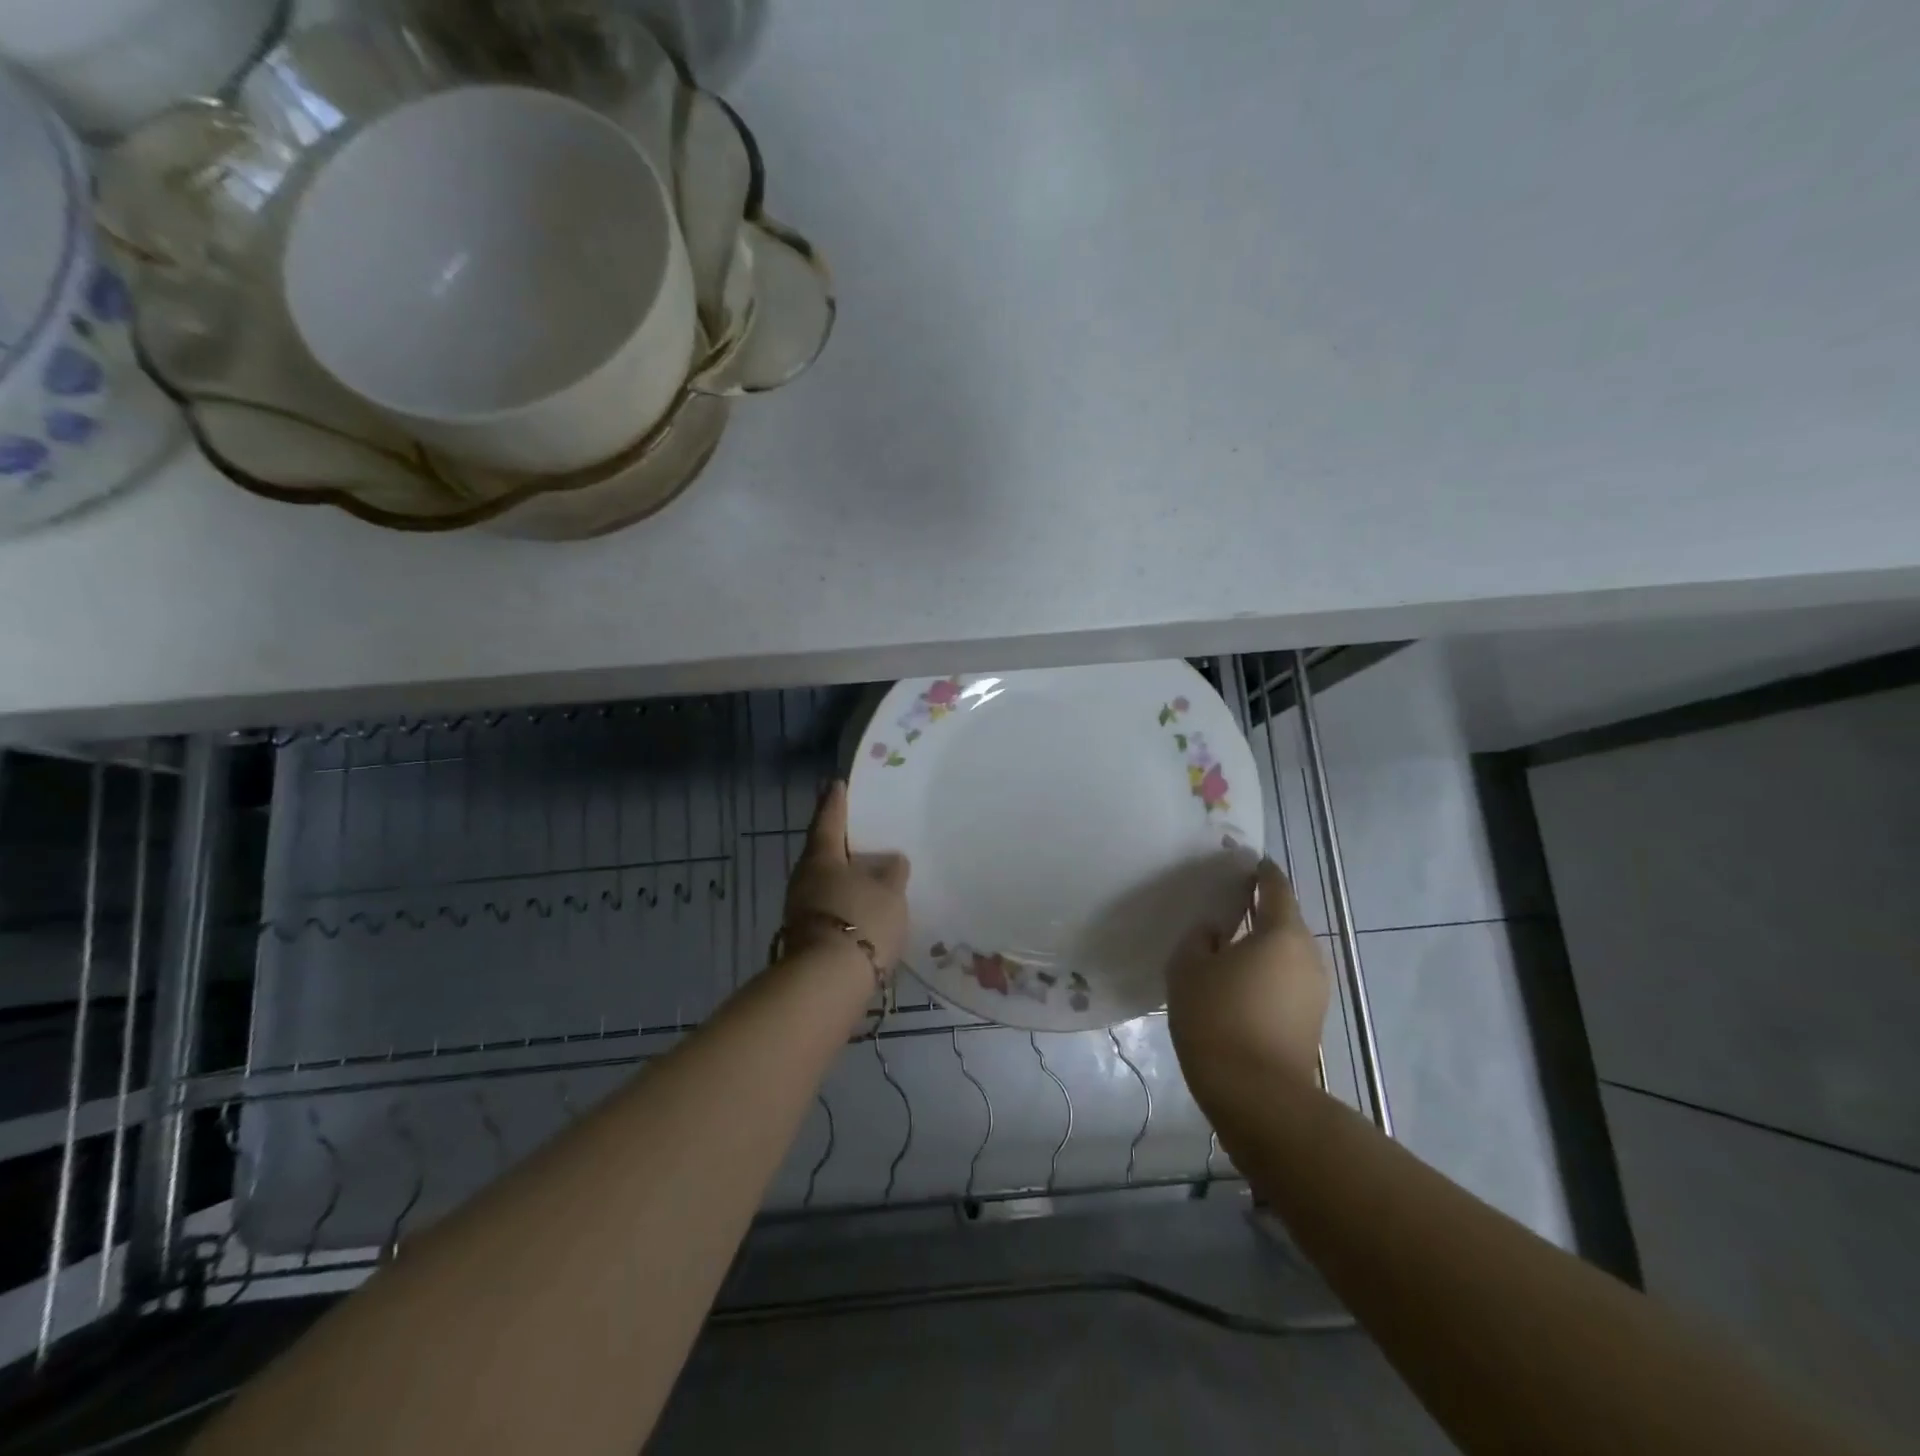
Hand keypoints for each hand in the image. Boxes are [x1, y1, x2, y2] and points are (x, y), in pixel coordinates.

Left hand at [782, 780, 910, 972]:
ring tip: (868, 871)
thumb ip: (892, 872)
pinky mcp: (808, 938)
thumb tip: (891, 861)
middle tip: (858, 829)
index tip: (836, 784)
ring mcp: (802, 911)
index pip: (828, 820)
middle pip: (823, 853)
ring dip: (844, 876)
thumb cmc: (860, 922)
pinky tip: (864, 906)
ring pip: (825, 882)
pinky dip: (845, 901)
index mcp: (821, 858)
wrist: (828, 984)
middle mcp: (805, 880)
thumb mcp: (889, 892)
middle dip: (840, 842)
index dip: (835, 802)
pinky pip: (830, 907)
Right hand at [1167, 859, 1329, 1109]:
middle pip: (1284, 919)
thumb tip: (1215, 933)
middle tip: (1225, 905)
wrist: (1257, 1095)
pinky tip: (1239, 981)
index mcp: (1282, 933)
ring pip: (1286, 952)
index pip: (1275, 887)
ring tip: (1227, 945)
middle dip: (1258, 909)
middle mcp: (1307, 954)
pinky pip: (1287, 978)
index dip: (1259, 872)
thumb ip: (1199, 939)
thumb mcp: (1189, 968)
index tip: (1243, 863)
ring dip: (1262, 944)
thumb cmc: (1218, 1018)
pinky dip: (1266, 971)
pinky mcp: (1311, 1018)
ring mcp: (1315, 989)